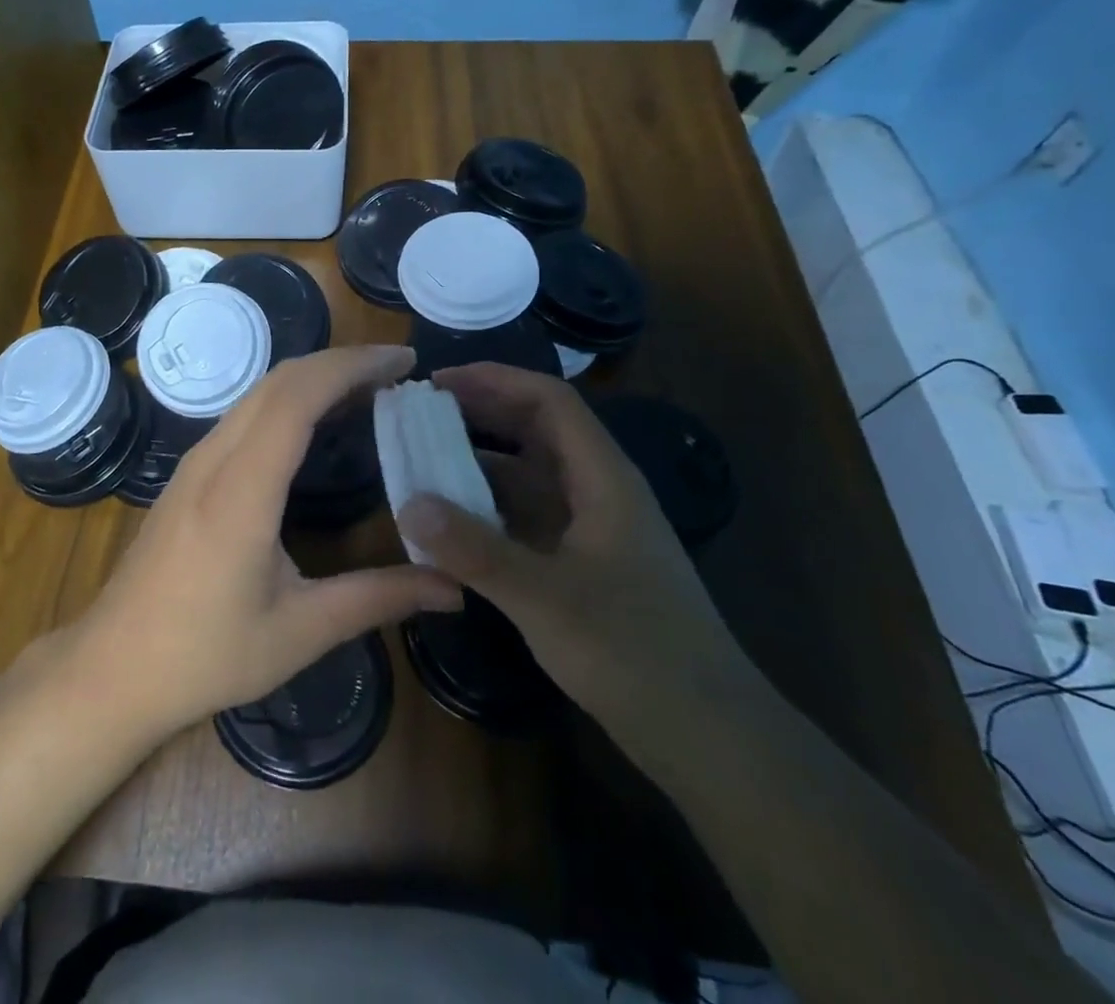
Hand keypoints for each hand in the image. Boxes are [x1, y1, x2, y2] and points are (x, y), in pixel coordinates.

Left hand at [70, 345, 462, 743]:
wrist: (113, 668)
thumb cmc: (205, 654)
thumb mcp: (300, 631)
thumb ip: (378, 599)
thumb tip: (453, 589)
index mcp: (242, 488)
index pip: (298, 396)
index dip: (352, 366)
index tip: (404, 362)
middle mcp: (214, 458)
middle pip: (279, 380)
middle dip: (341, 363)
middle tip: (398, 374)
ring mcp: (195, 462)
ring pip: (258, 393)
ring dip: (314, 378)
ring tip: (369, 392)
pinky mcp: (189, 474)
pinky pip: (244, 415)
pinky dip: (289, 401)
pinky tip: (317, 426)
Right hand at [395, 363, 744, 739]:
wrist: (706, 734)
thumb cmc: (633, 652)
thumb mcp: (544, 598)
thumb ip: (474, 550)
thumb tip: (408, 505)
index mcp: (603, 478)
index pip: (549, 401)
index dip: (494, 380)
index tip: (438, 383)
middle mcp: (597, 491)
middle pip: (536, 431)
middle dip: (480, 416)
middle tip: (420, 417)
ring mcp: (590, 529)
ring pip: (528, 476)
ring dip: (478, 465)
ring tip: (423, 464)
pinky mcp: (581, 564)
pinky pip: (526, 517)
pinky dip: (487, 511)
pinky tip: (450, 525)